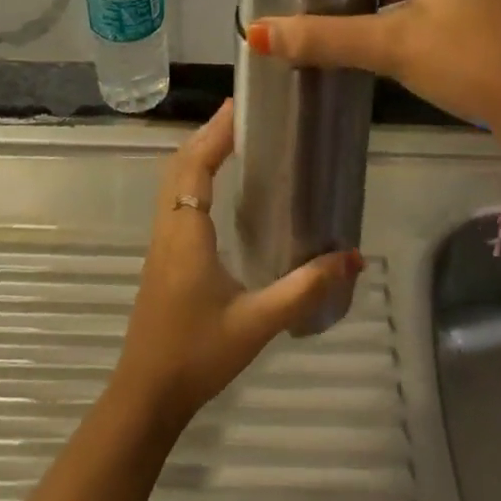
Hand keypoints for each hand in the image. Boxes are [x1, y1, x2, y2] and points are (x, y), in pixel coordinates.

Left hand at [112, 100, 361, 430]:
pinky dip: (192, 176)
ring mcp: (161, 242)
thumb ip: (306, 289)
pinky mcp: (162, 257)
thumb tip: (353, 258)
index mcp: (187, 232)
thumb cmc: (198, 354)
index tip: (240, 106)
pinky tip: (215, 187)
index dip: (216, 133)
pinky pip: (174, 199)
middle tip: (243, 114)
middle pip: (180, 164)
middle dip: (208, 134)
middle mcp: (169, 228)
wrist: (147, 394)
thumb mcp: (258, 322)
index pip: (196, 165)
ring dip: (197, 153)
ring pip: (173, 181)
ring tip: (231, 138)